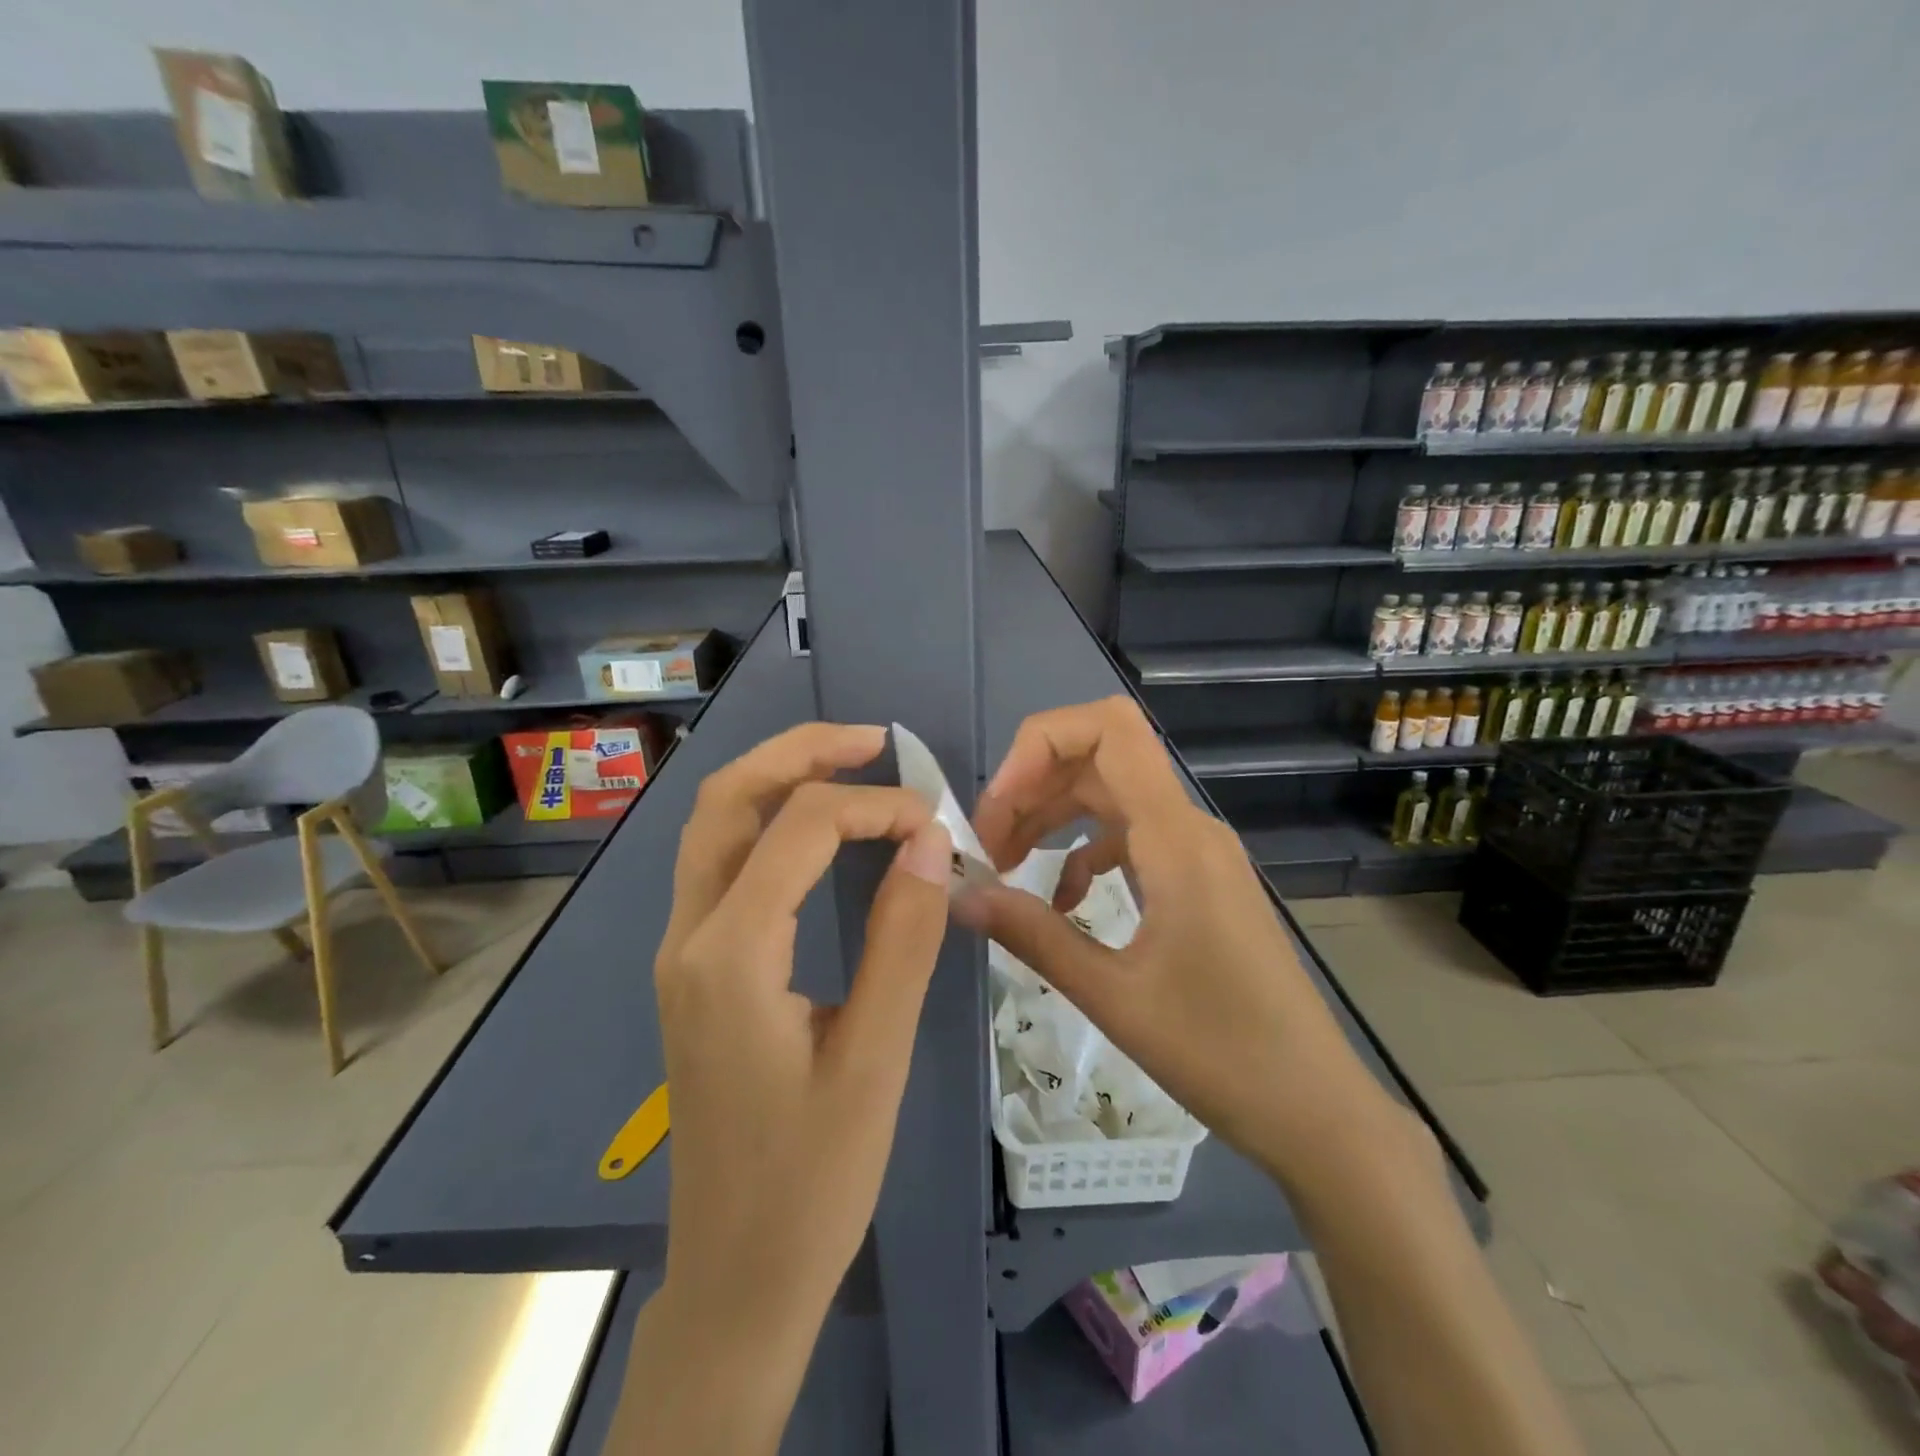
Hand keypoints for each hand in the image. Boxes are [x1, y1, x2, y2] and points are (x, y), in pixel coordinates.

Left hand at [654, 722, 950, 1328]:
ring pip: (714, 826)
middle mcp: (688, 936)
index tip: (939, 824)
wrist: (738, 1276)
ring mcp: (682, 951)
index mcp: (729, 955)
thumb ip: (904, 938)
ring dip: (778, 780)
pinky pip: (721, 865)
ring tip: (850, 765)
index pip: (800, 828)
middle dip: (800, 753)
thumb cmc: (813, 1181)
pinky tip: (817, 831)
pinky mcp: (694, 970)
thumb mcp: (876, 1058)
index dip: (876, 806)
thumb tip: (930, 842)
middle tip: (874, 741)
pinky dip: (769, 823)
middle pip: (727, 800)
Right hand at [959, 697, 1403, 1184]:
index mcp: (1175, 837)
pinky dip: (1084, 852)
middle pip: (1100, 758)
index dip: (1040, 744)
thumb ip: (1032, 935)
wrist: (1314, 1107)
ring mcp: (1197, 851)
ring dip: (1051, 817)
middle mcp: (1188, 826)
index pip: (1108, 729)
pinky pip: (1130, 838)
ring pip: (1111, 796)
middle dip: (1031, 787)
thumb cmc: (1221, 1052)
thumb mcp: (1113, 996)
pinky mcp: (1198, 880)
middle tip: (986, 847)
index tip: (996, 806)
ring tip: (1004, 866)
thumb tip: (960, 896)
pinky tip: (1061, 901)